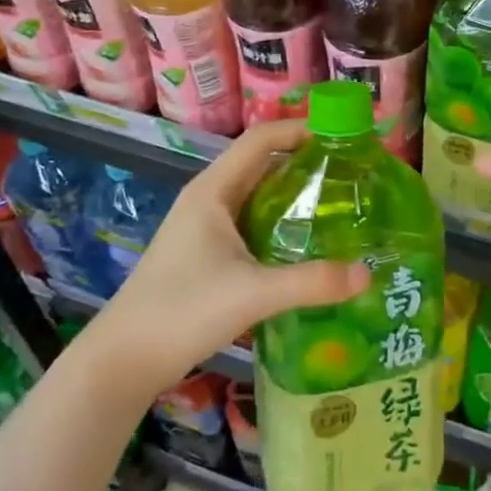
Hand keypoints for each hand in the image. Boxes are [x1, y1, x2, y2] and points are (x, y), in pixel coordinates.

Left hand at [83, 120, 369, 395]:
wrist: (124, 359)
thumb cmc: (183, 310)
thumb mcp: (253, 293)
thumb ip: (311, 282)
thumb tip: (367, 274)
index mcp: (213, 190)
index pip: (261, 139)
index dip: (300, 130)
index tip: (343, 136)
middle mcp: (208, 199)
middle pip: (261, 164)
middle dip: (304, 162)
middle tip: (350, 174)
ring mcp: (204, 228)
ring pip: (256, 196)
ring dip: (293, 194)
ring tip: (338, 205)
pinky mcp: (204, 254)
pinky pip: (250, 223)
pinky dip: (280, 223)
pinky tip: (304, 246)